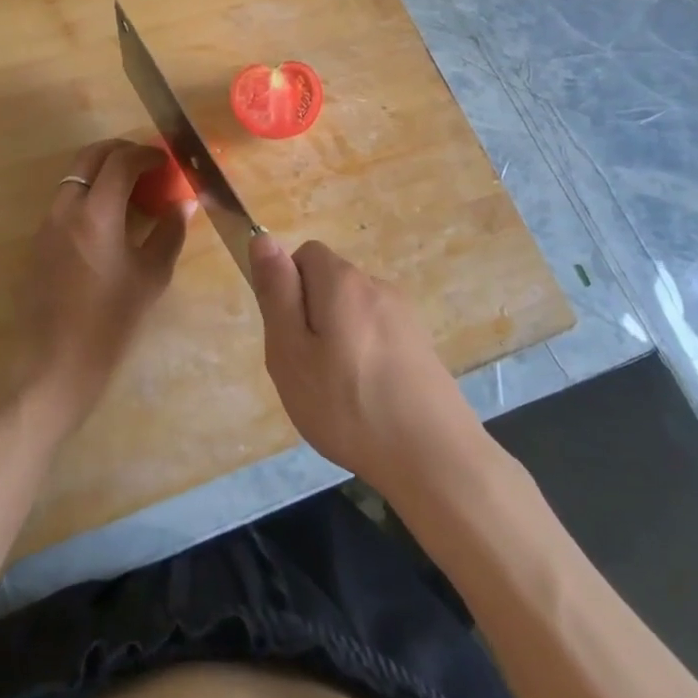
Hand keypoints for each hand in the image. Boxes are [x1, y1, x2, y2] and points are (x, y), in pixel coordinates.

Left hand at [12, 139, 190, 434]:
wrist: (54, 364)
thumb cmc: (111, 323)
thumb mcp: (151, 277)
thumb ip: (170, 232)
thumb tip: (184, 202)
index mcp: (96, 214)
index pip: (120, 161)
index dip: (146, 154)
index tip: (165, 161)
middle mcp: (65, 209)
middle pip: (89, 156)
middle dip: (120, 150)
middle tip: (147, 163)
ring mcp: (47, 224)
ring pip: (74, 176)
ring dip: (103, 171)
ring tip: (132, 190)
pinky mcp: (38, 242)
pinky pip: (65, 200)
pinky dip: (89, 193)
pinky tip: (110, 220)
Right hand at [249, 236, 479, 497]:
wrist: (435, 458)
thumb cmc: (348, 405)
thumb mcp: (291, 352)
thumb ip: (276, 292)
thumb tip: (262, 239)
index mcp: (343, 281)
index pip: (305, 254)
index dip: (288, 288)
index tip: (288, 334)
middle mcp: (377, 286)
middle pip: (330, 284)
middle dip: (311, 317)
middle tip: (307, 370)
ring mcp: (405, 316)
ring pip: (353, 313)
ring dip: (338, 339)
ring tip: (337, 393)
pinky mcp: (421, 345)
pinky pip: (377, 336)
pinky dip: (365, 357)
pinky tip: (367, 401)